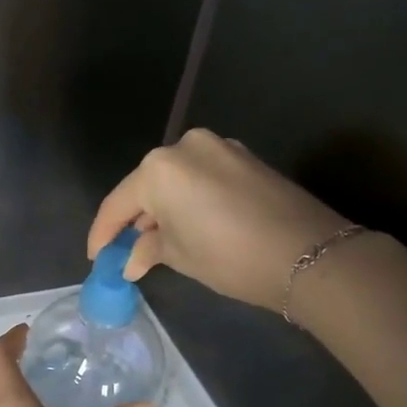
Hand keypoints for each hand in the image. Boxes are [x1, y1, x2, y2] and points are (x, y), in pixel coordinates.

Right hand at [87, 127, 352, 310]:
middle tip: (127, 250)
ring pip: (176, 178)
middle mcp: (185, 147)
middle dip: (135, 218)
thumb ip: (149, 249)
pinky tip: (190, 223)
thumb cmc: (230, 256)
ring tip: (159, 239)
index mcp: (159, 169)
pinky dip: (189, 198)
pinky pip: (202, 176)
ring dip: (163, 207)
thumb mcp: (181, 257)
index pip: (118, 203)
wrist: (310, 254)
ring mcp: (219, 147)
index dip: (103, 234)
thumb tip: (131, 259)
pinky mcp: (245, 157)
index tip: (96, 258)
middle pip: (146, 185)